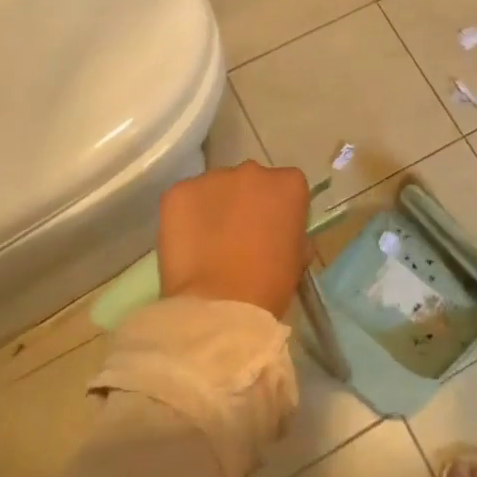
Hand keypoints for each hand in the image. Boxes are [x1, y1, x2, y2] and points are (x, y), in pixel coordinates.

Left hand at [157, 161, 312, 318]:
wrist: (221, 305)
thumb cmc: (269, 285)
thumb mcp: (297, 257)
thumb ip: (291, 231)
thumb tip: (277, 231)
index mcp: (288, 184)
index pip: (286, 186)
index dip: (277, 209)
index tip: (271, 231)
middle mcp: (253, 171)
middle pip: (250, 181)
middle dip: (245, 202)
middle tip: (238, 236)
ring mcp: (212, 178)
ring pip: (215, 188)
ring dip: (214, 207)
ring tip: (208, 243)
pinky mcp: (178, 191)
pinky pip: (184, 199)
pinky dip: (185, 216)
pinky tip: (186, 244)